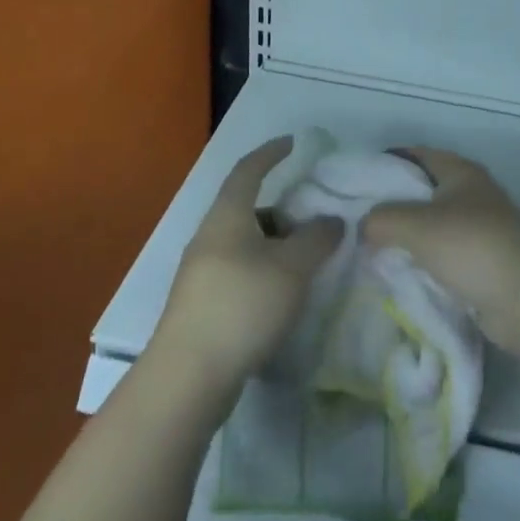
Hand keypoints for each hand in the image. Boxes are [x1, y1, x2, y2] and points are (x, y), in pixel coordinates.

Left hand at [156, 137, 343, 390]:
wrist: (188, 377)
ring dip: (274, 246)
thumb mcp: (292, 267)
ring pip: (244, 244)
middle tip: (313, 222)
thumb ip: (317, 238)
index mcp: (227, 216)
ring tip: (305, 265)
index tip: (292, 143)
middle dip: (282, 211)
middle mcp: (209, 237)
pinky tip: (283, 297)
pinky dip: (264, 272)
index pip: (248, 170)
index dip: (270, 153)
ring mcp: (201, 273)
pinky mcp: (201, 306)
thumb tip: (332, 220)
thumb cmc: (242, 306)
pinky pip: (239, 272)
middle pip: (248, 209)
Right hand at [362, 148, 519, 355]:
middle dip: (392, 203)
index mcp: (461, 171)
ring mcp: (480, 228)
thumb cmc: (472, 248)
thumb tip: (363, 225)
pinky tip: (400, 272)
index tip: (356, 181)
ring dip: (407, 236)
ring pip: (432, 224)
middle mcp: (472, 193)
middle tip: (358, 220)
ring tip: (371, 249)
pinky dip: (423, 259)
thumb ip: (382, 218)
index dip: (387, 162)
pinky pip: (443, 253)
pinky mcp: (483, 261)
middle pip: (423, 190)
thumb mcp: (417, 226)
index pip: (416, 155)